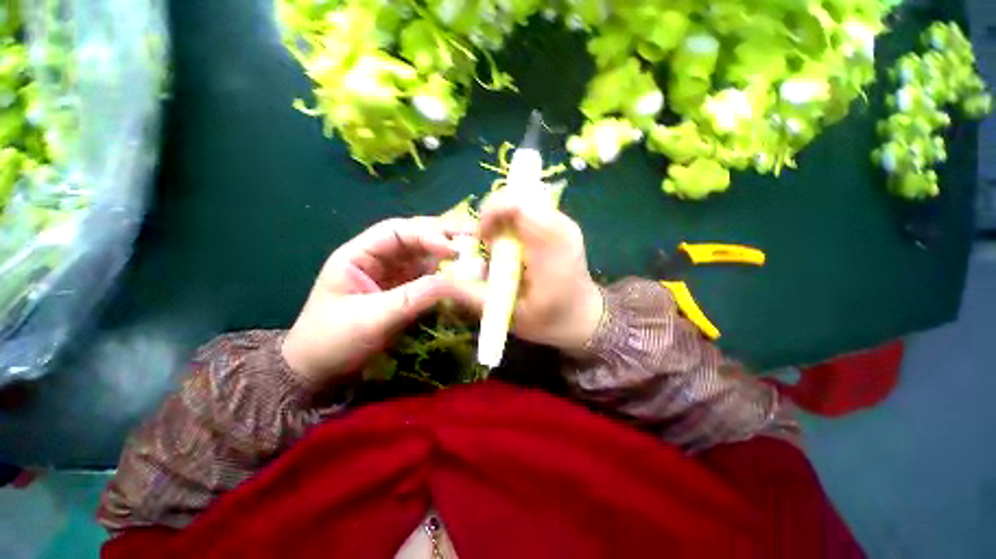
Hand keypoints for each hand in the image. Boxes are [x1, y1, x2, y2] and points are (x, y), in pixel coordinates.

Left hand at [282, 217, 472, 387]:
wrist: (321, 374)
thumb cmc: (332, 342)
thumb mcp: (371, 319)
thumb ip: (413, 298)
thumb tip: (456, 284)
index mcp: (359, 255)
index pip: (396, 232)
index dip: (428, 234)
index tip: (454, 251)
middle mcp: (380, 259)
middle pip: (416, 237)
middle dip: (445, 235)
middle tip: (476, 236)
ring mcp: (395, 276)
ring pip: (427, 256)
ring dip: (452, 254)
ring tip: (478, 252)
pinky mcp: (407, 293)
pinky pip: (432, 277)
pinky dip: (450, 275)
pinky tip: (466, 274)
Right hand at [474, 189, 603, 353]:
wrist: (585, 318)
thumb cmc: (552, 321)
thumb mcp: (509, 315)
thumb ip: (473, 296)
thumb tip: (437, 280)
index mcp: (551, 246)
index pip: (519, 204)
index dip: (491, 213)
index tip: (482, 239)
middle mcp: (560, 226)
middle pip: (518, 196)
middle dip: (494, 216)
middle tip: (489, 246)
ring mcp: (563, 223)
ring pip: (522, 201)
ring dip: (503, 220)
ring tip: (501, 249)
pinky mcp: (560, 226)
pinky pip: (529, 211)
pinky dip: (513, 223)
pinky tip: (513, 248)